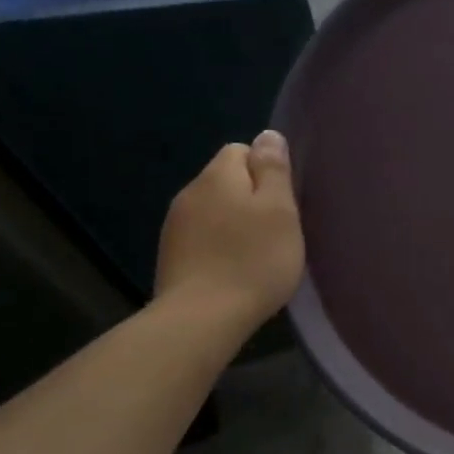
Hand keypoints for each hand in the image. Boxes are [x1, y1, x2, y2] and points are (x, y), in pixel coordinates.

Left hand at [154, 130, 304, 327]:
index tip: (283, 202)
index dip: (266, 171)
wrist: (202, 318)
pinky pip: (202, 237)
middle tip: (275, 231)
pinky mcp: (170, 256)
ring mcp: (174, 226)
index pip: (241, 150)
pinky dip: (219, 246)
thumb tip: (267, 135)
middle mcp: (189, 193)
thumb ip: (273, 169)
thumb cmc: (252, 260)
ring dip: (234, 224)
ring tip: (255, 254)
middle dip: (250, 198)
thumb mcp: (279, 210)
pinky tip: (233, 270)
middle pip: (225, 180)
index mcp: (217, 176)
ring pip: (213, 210)